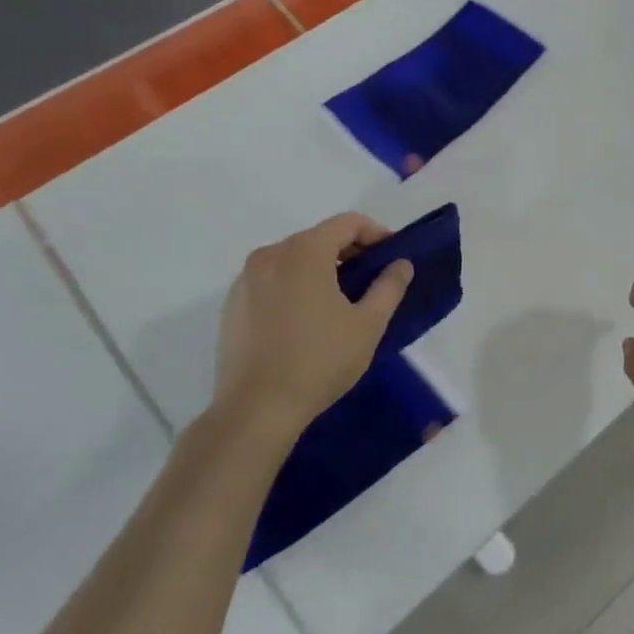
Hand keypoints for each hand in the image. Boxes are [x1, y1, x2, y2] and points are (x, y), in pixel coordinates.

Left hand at [211, 213, 412, 438]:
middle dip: (350, 253)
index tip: (393, 257)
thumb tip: (401, 263)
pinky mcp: (232, 304)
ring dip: (322, 270)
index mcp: (304, 251)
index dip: (377, 234)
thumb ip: (389, 286)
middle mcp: (270, 254)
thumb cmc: (319, 361)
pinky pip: (272, 281)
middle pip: (319, 238)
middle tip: (373, 281)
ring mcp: (246, 279)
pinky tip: (307, 320)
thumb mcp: (368, 324)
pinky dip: (295, 286)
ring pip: (294, 259)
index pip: (348, 223)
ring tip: (341, 303)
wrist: (256, 410)